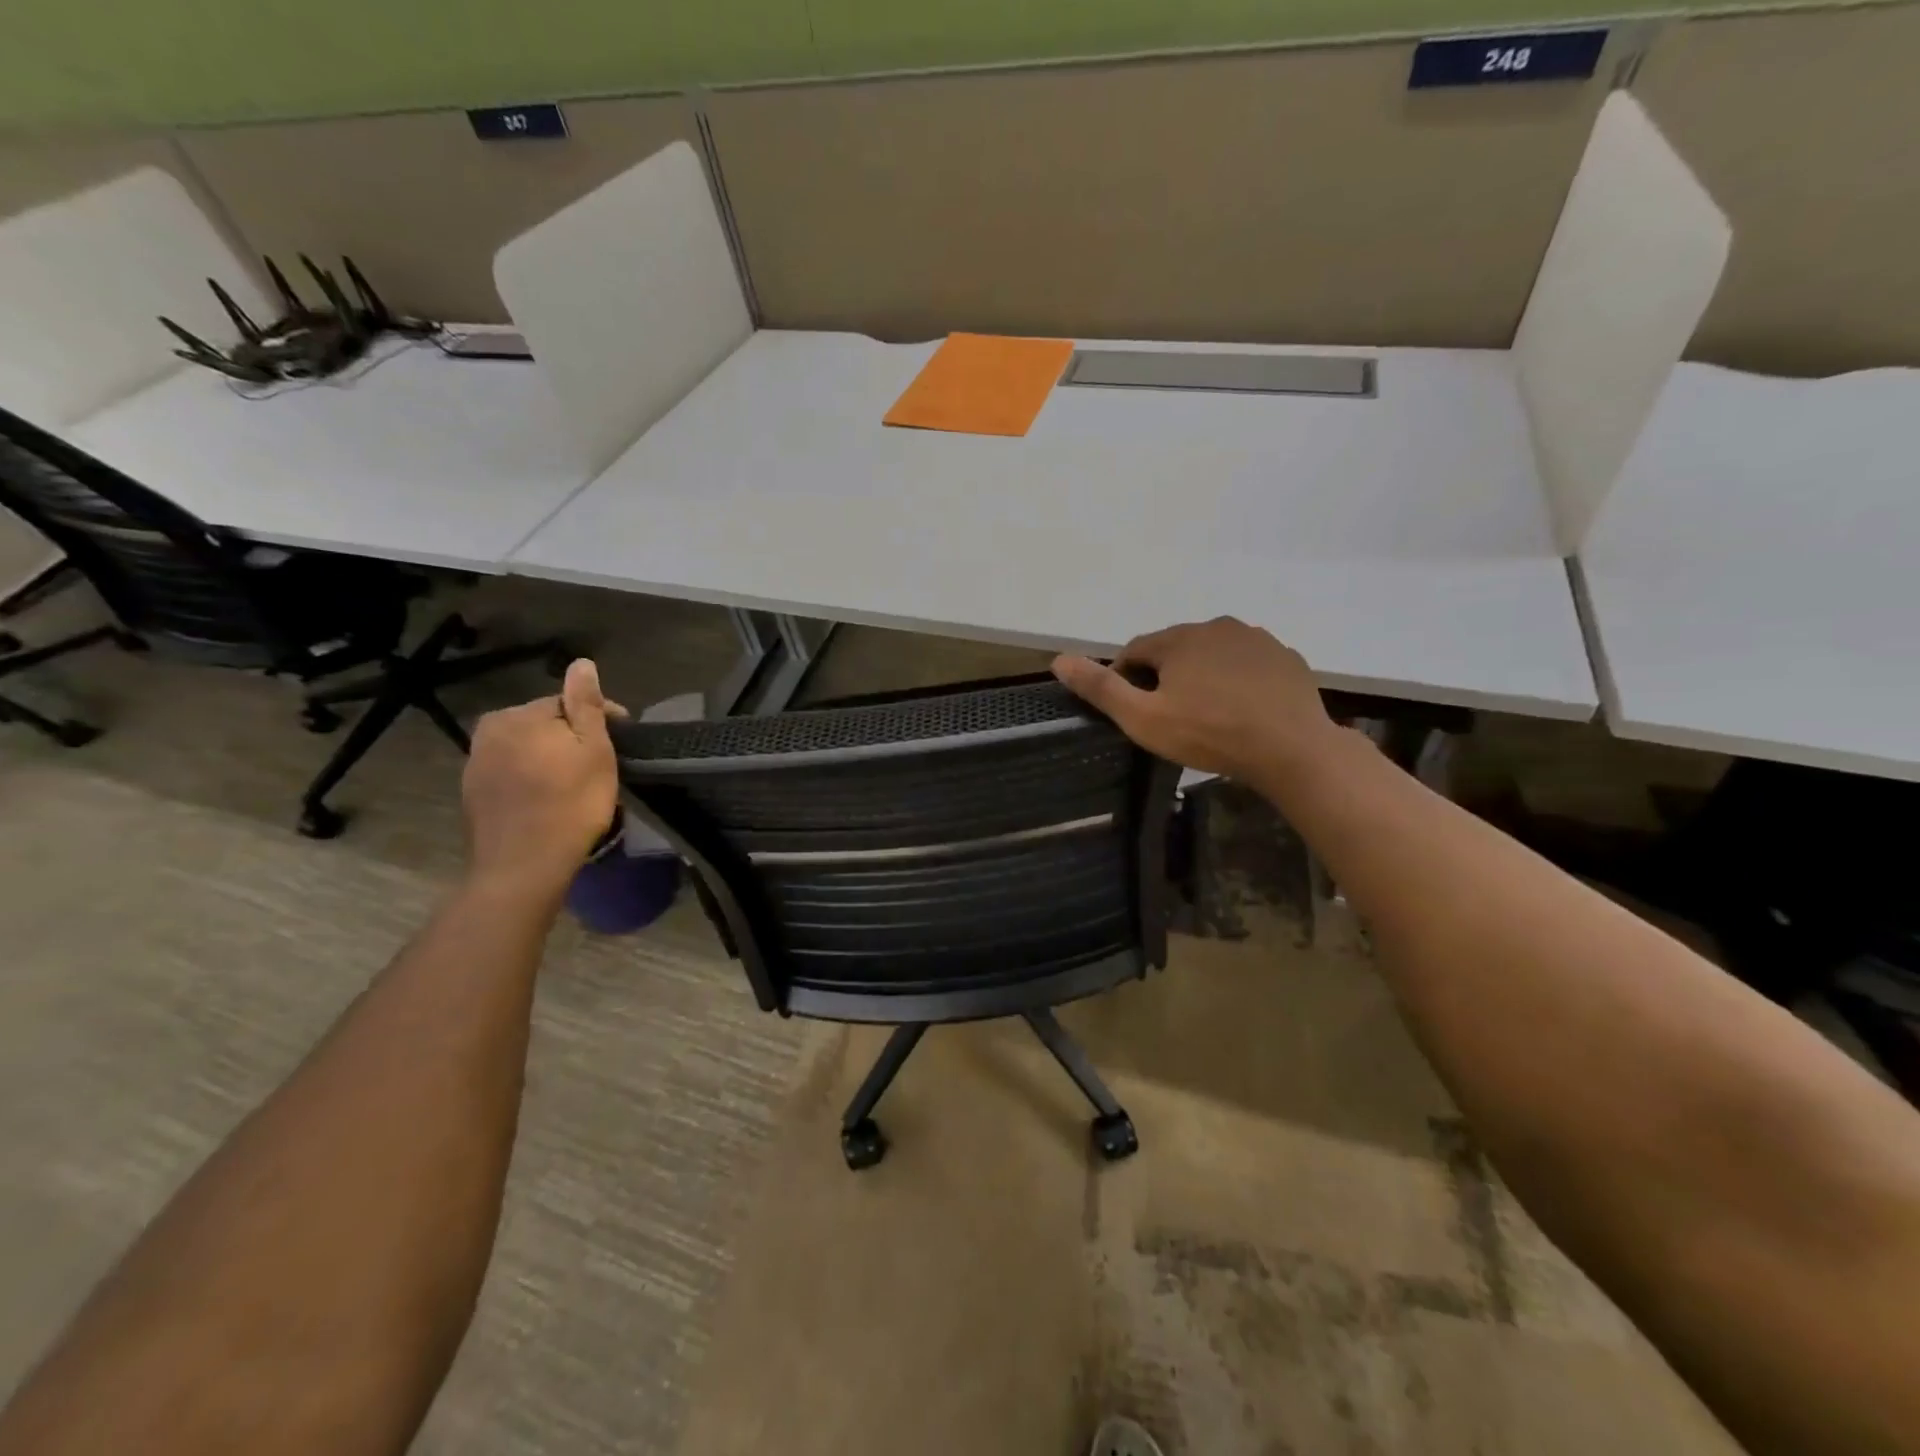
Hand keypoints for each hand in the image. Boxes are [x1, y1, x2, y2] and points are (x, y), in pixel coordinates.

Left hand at [461, 659, 625, 894]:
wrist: (523, 865)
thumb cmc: (571, 803)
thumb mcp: (593, 749)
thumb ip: (586, 704)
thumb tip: (581, 663)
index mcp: (519, 715)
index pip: (568, 703)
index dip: (600, 718)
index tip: (622, 740)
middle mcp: (490, 731)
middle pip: (544, 724)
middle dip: (571, 738)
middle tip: (600, 765)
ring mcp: (476, 763)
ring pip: (527, 749)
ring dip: (551, 758)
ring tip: (577, 782)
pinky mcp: (473, 793)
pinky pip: (512, 773)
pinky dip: (532, 778)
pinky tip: (550, 798)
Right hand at [1052, 617, 1342, 785]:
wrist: (1291, 749)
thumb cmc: (1209, 733)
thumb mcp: (1143, 718)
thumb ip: (1101, 688)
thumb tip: (1058, 659)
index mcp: (1179, 638)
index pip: (1137, 650)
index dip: (1127, 679)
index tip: (1132, 710)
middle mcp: (1217, 626)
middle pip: (1176, 649)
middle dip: (1166, 676)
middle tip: (1170, 717)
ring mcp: (1257, 640)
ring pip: (1214, 654)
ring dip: (1203, 675)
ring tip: (1207, 715)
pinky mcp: (1286, 658)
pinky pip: (1248, 665)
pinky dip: (1238, 681)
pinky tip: (1242, 710)